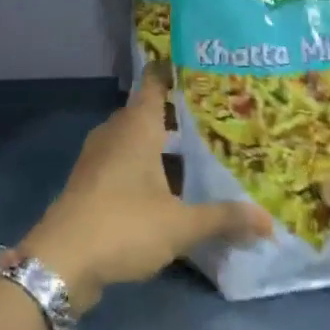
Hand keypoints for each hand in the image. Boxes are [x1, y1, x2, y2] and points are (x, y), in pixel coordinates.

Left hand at [22, 74, 270, 311]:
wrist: (61, 262)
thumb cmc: (124, 226)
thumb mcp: (180, 225)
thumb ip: (224, 219)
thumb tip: (268, 222)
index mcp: (136, 126)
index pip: (155, 83)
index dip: (175, 72)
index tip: (202, 67)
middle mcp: (115, 133)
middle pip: (149, 113)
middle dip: (178, 115)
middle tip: (217, 118)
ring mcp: (98, 158)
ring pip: (136, 141)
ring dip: (162, 147)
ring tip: (200, 154)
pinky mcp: (90, 183)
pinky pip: (124, 163)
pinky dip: (146, 169)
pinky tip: (170, 188)